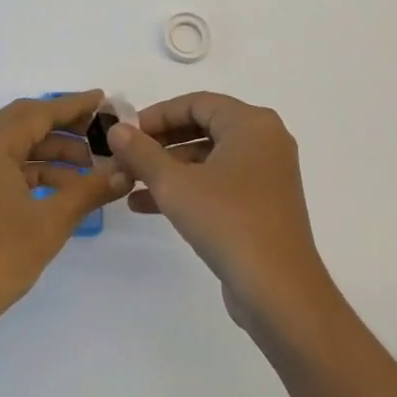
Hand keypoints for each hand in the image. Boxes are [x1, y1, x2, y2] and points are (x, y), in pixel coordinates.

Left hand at [0, 91, 130, 338]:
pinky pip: (10, 168)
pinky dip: (38, 172)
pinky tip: (66, 189)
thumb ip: (90, 190)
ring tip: (92, 167)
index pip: (39, 112)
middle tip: (100, 130)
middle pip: (27, 123)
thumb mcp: (52, 221)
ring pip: (19, 147)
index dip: (73, 105)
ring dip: (54, 152)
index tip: (103, 99)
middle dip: (65, 125)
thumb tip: (126, 171)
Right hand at [107, 92, 335, 334]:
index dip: (157, 115)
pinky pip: (218, 183)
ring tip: (127, 184)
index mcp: (251, 123)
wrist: (280, 293)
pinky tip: (147, 206)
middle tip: (125, 157)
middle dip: (159, 144)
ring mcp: (265, 174)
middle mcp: (263, 140)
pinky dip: (186, 189)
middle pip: (201, 128)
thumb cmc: (228, 223)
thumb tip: (116, 129)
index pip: (196, 103)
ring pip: (207, 158)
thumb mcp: (175, 185)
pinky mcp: (262, 204)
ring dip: (167, 169)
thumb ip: (142, 153)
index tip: (125, 132)